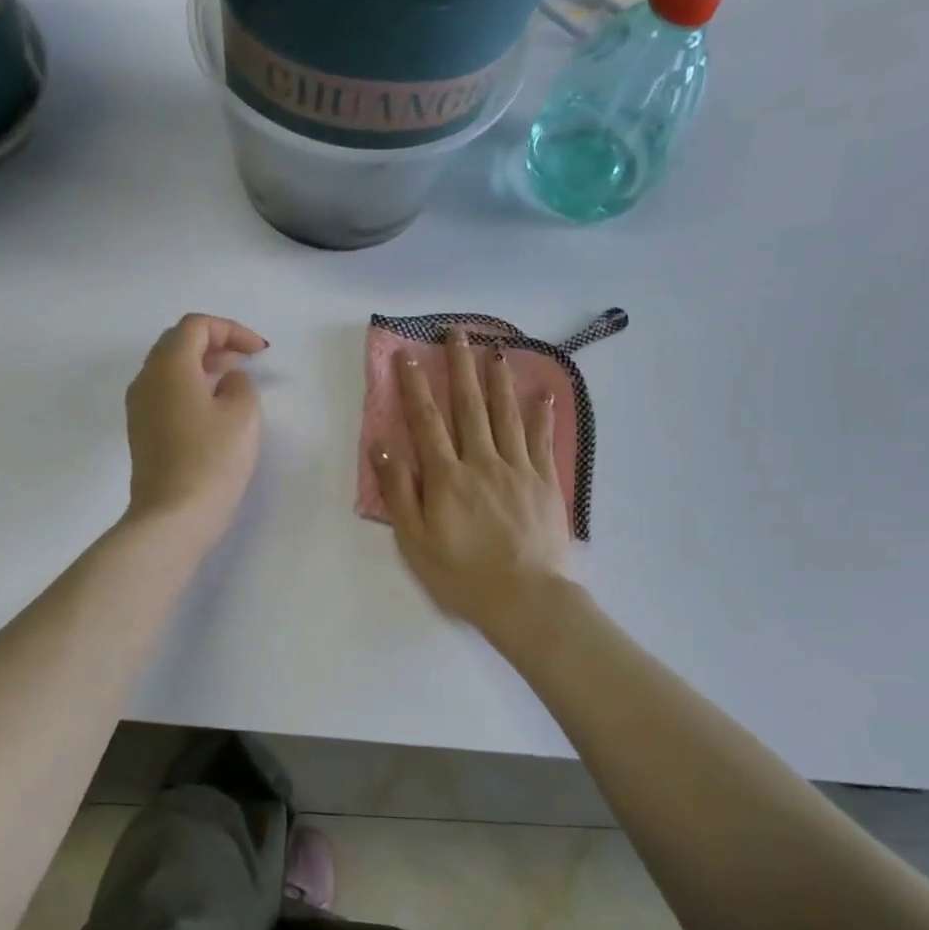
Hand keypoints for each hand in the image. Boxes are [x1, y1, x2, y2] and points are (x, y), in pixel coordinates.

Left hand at [124, 313, 266, 541]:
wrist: (173, 516)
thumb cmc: (212, 460)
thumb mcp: (242, 414)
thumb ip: (239, 383)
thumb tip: (226, 380)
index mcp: (169, 365)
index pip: (196, 326)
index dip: (231, 330)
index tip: (259, 352)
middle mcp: (146, 378)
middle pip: (178, 343)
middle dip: (215, 344)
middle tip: (246, 361)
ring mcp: (139, 406)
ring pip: (169, 369)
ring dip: (202, 367)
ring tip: (233, 383)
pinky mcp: (141, 431)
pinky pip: (165, 393)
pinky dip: (190, 388)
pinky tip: (213, 409)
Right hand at [374, 327, 573, 631]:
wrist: (526, 598)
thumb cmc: (462, 574)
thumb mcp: (415, 540)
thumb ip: (400, 492)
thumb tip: (383, 447)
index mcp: (447, 476)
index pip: (426, 421)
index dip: (415, 386)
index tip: (408, 355)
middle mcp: (482, 461)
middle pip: (469, 405)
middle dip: (460, 366)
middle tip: (456, 332)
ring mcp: (518, 468)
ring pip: (506, 414)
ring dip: (498, 378)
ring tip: (495, 349)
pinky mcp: (545, 482)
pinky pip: (541, 438)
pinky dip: (540, 412)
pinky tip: (541, 391)